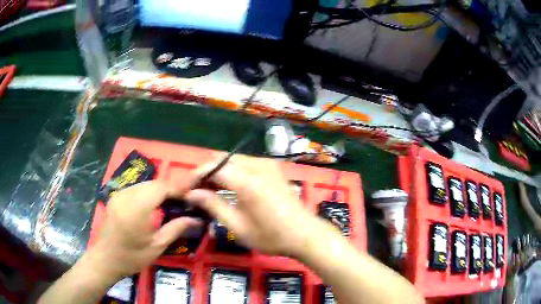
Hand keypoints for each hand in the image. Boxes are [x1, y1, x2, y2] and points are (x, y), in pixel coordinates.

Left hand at [91, 181, 201, 278]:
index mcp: (136, 209)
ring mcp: (119, 194)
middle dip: (171, 188)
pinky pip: (137, 189)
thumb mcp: (156, 247)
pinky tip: (155, 203)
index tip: (194, 189)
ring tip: (173, 201)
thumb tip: (196, 219)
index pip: (161, 188)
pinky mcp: (116, 196)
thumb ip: (175, 229)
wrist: (105, 259)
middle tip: (186, 198)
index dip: (178, 186)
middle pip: (153, 183)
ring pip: (145, 184)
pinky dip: (149, 192)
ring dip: (160, 190)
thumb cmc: (131, 257)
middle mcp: (126, 196)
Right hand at [185, 155, 315, 256]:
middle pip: (222, 158)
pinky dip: (232, 171)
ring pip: (232, 159)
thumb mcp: (238, 227)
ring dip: (218, 171)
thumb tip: (191, 193)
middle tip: (196, 191)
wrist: (305, 233)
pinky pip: (245, 163)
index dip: (195, 176)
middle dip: (206, 172)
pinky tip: (228, 186)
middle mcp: (257, 165)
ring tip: (209, 190)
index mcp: (248, 181)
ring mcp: (267, 164)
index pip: (213, 167)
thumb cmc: (272, 236)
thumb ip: (213, 205)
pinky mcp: (272, 167)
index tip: (184, 189)